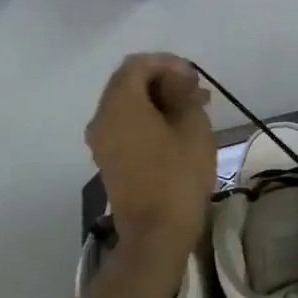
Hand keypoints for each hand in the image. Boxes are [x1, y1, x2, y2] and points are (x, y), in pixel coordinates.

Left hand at [84, 54, 215, 264]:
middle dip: (163, 82)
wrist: (156, 234)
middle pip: (129, 83)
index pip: (137, 65)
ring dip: (158, 102)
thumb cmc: (178, 176)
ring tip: (193, 112)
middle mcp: (102, 118)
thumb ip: (184, 94)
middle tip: (196, 93)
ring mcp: (101, 141)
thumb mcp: (193, 127)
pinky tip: (176, 131)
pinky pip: (125, 126)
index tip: (194, 78)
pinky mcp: (108, 160)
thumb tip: (177, 82)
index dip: (167, 63)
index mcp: (119, 104)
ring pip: (128, 106)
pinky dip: (148, 120)